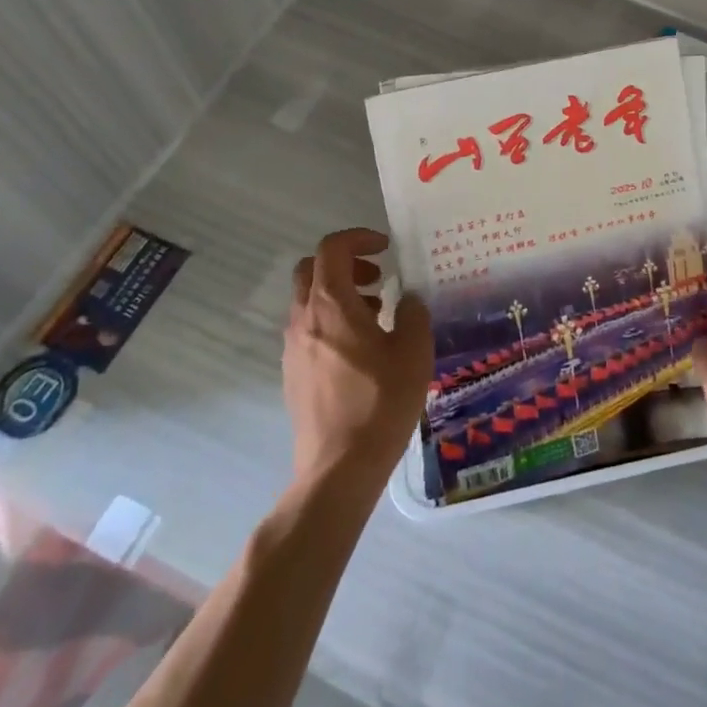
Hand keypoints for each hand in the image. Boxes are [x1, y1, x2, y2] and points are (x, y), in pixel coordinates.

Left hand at [284, 228, 432, 491]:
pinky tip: (361, 349)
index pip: (332, 248)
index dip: (359, 238)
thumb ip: (413, 313)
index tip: (386, 249)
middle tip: (378, 278)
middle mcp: (304, 319)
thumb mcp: (414, 351)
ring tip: (377, 314)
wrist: (339, 467)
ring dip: (339, 292)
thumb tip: (407, 299)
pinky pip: (308, 327)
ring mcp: (293, 347)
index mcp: (331, 305)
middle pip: (312, 269)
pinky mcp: (293, 372)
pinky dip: (332, 320)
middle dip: (345, 263)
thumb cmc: (380, 402)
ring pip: (308, 299)